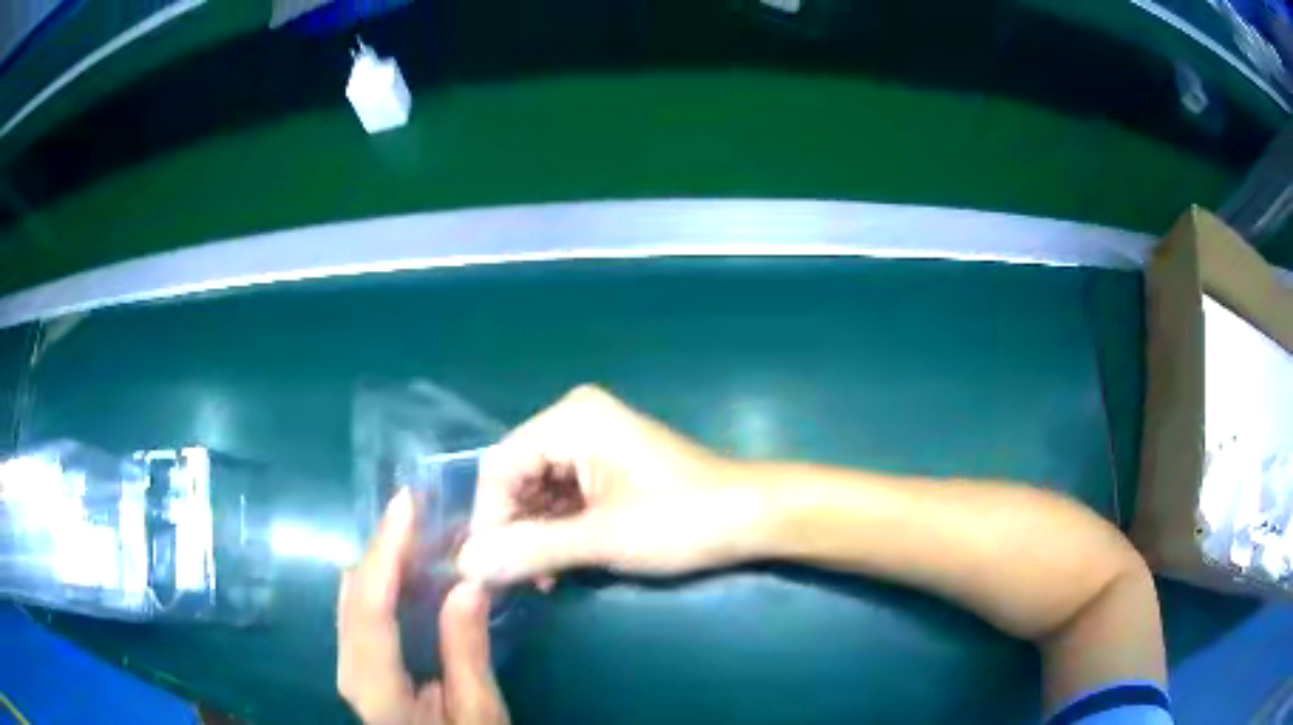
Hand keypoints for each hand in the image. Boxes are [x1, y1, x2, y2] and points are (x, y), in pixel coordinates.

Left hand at [337, 488, 509, 724]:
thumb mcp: (478, 711)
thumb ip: (466, 650)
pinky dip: (385, 581)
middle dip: (385, 547)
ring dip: (385, 560)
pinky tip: (414, 571)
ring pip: (353, 595)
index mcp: (373, 685)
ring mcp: (348, 662)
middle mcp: (348, 666)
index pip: (369, 606)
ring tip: (425, 534)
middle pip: (353, 591)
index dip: (385, 551)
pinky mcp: (359, 660)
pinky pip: (362, 608)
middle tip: (427, 515)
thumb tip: (467, 581)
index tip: (407, 504)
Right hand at [458, 385, 764, 583]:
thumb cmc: (681, 520)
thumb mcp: (600, 538)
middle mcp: (575, 421)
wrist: (751, 517)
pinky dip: (555, 529)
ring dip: (533, 534)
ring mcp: (593, 442)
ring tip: (539, 578)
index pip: (498, 467)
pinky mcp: (607, 466)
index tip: (487, 569)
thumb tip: (465, 564)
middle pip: (515, 477)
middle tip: (512, 580)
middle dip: (511, 529)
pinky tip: (558, 564)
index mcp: (570, 420)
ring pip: (536, 490)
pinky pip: (562, 495)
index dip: (487, 519)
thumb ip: (529, 550)